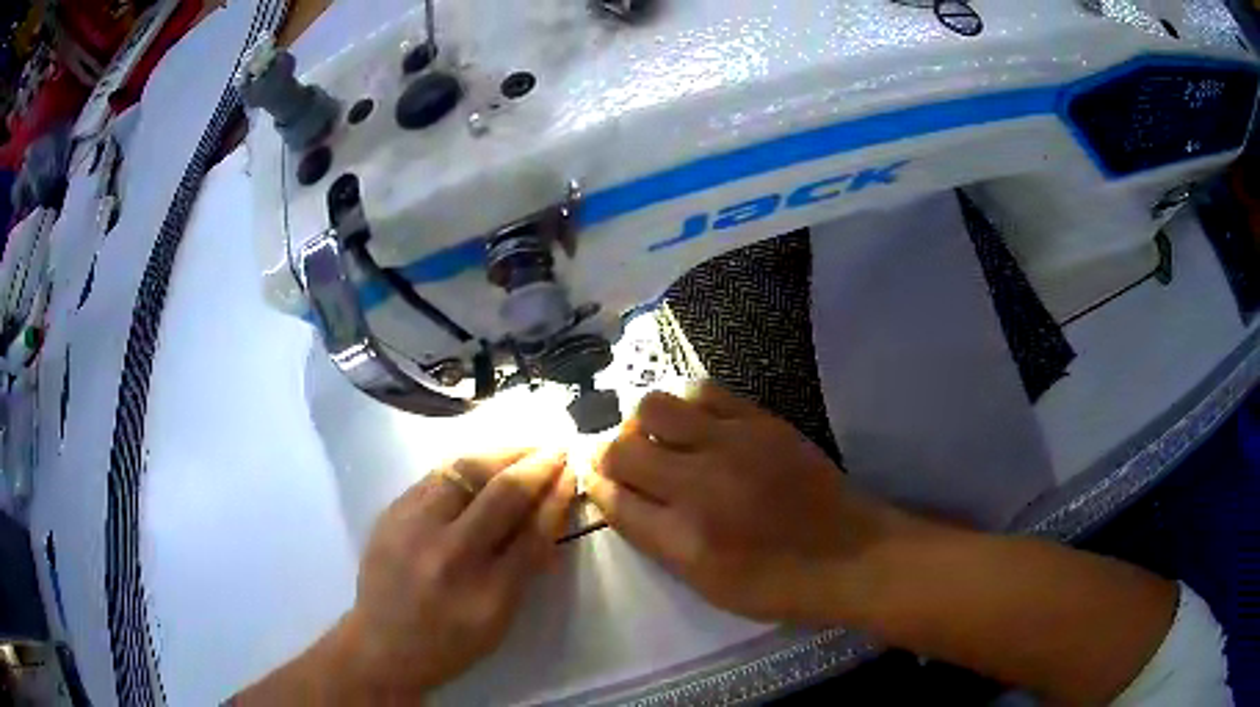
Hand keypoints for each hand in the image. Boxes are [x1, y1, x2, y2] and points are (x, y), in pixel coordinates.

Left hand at [346, 448, 574, 696]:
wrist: (382, 645)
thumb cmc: (450, 643)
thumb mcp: (500, 619)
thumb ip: (525, 568)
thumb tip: (549, 516)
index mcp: (484, 591)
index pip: (532, 531)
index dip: (556, 498)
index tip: (572, 474)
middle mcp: (448, 552)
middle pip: (500, 492)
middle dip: (535, 465)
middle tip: (555, 449)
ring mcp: (413, 526)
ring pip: (462, 471)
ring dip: (500, 454)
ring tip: (523, 447)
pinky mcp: (392, 512)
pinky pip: (435, 476)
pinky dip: (466, 464)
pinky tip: (482, 462)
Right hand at [587, 382, 896, 623]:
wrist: (848, 553)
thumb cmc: (775, 583)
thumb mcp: (705, 583)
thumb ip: (656, 539)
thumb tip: (618, 498)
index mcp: (683, 539)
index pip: (613, 499)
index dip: (595, 484)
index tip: (593, 476)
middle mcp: (699, 486)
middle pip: (622, 449)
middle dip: (607, 454)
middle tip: (622, 461)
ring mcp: (732, 445)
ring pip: (653, 408)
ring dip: (642, 424)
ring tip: (658, 439)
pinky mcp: (761, 420)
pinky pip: (703, 391)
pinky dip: (686, 404)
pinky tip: (695, 422)